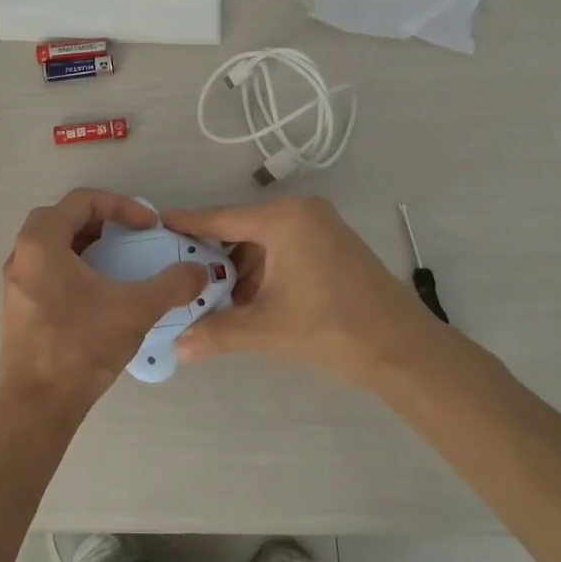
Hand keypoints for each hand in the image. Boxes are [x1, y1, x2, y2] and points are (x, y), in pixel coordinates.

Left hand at [0, 190, 206, 421]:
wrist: (35, 406)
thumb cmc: (79, 346)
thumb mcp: (134, 310)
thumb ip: (171, 286)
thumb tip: (199, 272)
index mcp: (42, 241)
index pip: (82, 201)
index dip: (121, 206)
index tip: (149, 226)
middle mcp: (22, 255)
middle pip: (63, 218)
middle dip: (102, 221)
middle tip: (130, 236)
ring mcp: (16, 283)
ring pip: (53, 246)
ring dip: (87, 245)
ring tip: (119, 262)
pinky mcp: (18, 308)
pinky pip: (47, 271)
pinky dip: (74, 268)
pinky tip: (99, 295)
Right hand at [163, 197, 440, 390]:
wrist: (404, 348)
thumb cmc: (331, 327)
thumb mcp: (267, 328)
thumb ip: (217, 332)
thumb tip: (177, 349)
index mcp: (283, 218)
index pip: (220, 217)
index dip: (186, 223)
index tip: (155, 224)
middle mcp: (301, 212)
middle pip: (241, 229)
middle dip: (213, 255)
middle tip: (180, 274)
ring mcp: (321, 226)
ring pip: (263, 242)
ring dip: (238, 268)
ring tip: (211, 296)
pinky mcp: (333, 244)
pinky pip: (284, 249)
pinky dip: (263, 271)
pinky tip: (247, 299)